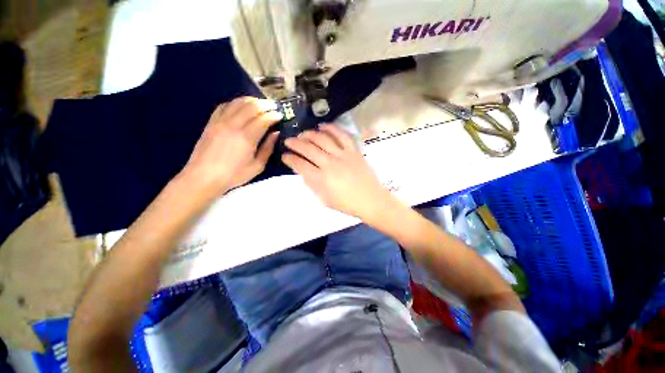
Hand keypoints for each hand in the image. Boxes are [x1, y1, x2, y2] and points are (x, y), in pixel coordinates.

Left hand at [181, 97, 282, 197]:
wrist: (204, 177)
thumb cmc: (234, 174)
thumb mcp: (257, 166)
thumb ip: (268, 148)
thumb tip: (275, 133)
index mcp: (247, 137)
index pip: (263, 119)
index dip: (274, 115)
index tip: (280, 115)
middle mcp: (234, 125)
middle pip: (252, 106)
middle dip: (265, 105)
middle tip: (273, 107)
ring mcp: (220, 121)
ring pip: (238, 102)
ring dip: (251, 100)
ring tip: (260, 103)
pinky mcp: (211, 122)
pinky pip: (224, 105)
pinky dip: (235, 103)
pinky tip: (241, 106)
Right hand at [282, 124, 389, 218]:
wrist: (371, 200)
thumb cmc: (347, 204)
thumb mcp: (325, 199)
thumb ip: (313, 184)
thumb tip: (304, 171)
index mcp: (321, 179)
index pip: (300, 165)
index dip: (289, 159)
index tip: (284, 156)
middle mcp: (330, 164)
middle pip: (308, 149)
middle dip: (295, 143)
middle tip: (289, 141)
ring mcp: (343, 156)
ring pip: (322, 139)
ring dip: (309, 134)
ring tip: (303, 133)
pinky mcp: (353, 151)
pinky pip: (341, 135)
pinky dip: (331, 128)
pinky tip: (322, 126)